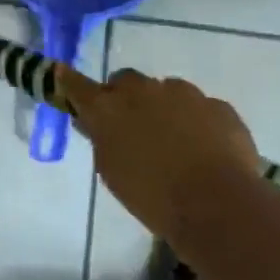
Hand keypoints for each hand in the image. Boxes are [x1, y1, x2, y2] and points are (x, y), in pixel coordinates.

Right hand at [67, 69, 259, 244]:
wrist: (218, 207)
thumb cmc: (152, 197)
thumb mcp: (112, 172)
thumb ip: (102, 140)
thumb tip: (97, 124)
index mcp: (107, 108)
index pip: (77, 85)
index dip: (68, 80)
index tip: (61, 73)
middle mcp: (142, 90)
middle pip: (126, 82)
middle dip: (126, 98)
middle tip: (133, 126)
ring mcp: (184, 93)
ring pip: (166, 91)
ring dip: (165, 109)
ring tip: (177, 144)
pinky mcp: (218, 105)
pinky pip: (201, 108)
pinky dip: (199, 123)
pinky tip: (207, 151)